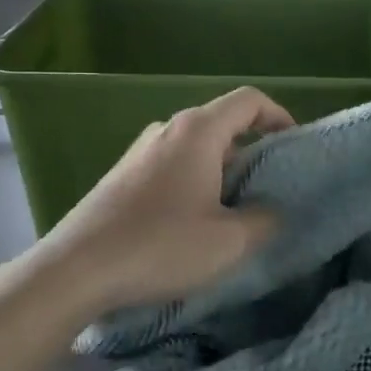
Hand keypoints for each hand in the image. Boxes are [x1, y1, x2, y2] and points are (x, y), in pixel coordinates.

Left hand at [21, 87, 294, 318]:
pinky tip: (191, 224)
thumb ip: (265, 220)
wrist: (76, 270)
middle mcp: (167, 129)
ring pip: (195, 148)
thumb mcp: (230, 241)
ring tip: (233, 212)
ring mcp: (139, 151)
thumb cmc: (160, 246)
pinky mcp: (121, 176)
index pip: (249, 100)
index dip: (280, 116)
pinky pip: (171, 166)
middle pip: (222, 124)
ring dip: (222, 171)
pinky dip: (194, 182)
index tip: (294, 149)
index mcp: (198, 131)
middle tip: (269, 190)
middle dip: (253, 151)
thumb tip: (273, 210)